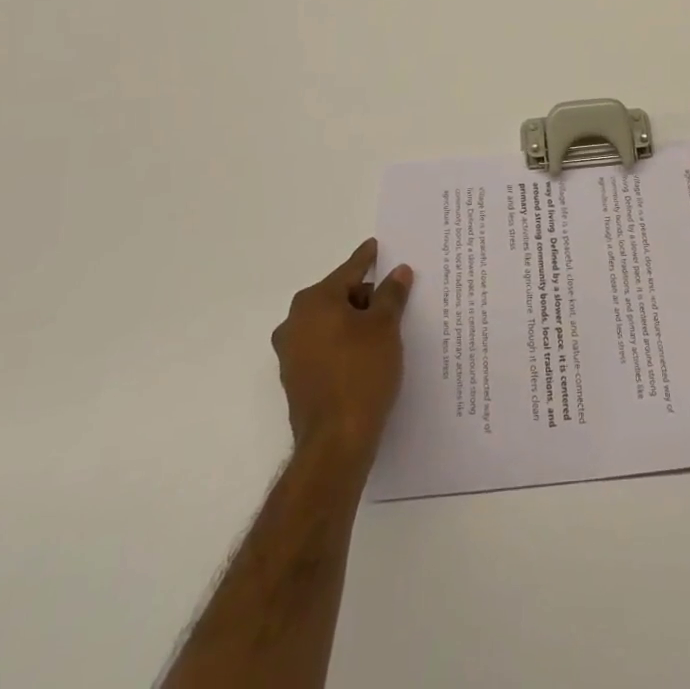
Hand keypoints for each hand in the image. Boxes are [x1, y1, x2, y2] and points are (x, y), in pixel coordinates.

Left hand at [271, 238, 413, 465]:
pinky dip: (344, 344)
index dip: (367, 258)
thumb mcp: (385, 327)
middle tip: (393, 298)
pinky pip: (325, 348)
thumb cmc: (362, 372)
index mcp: (314, 302)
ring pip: (330, 324)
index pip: (348, 271)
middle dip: (364, 296)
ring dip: (354, 322)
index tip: (376, 246)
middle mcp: (295, 322)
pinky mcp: (296, 379)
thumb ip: (391, 294)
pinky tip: (368, 354)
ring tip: (385, 328)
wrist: (336, 443)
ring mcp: (291, 353)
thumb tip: (398, 272)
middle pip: (337, 296)